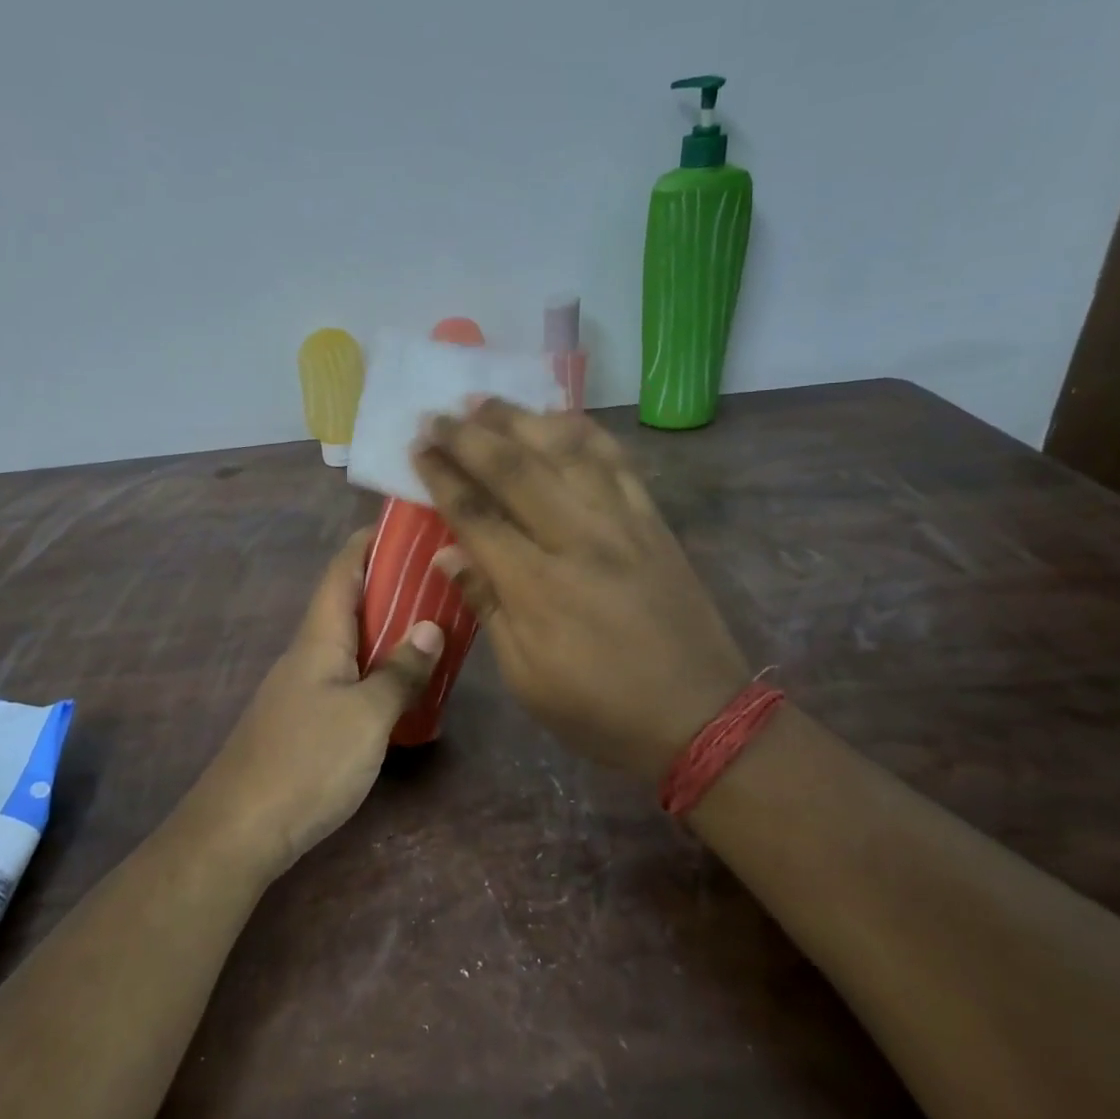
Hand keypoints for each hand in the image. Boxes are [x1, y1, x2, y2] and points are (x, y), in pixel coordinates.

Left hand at [189, 528, 443, 877]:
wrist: (241, 829)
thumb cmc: (308, 761)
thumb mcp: (367, 716)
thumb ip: (401, 671)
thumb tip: (431, 626)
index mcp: (319, 637)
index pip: (342, 570)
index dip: (370, 541)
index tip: (408, 526)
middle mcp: (308, 653)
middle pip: (349, 603)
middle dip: (391, 585)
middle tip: (441, 580)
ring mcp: (303, 688)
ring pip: (351, 643)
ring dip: (388, 630)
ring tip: (435, 627)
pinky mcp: (305, 720)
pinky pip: (348, 677)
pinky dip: (379, 669)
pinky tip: (405, 686)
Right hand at [412, 400, 749, 782]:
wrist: (701, 716)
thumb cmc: (601, 709)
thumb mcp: (527, 678)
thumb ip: (487, 607)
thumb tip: (449, 553)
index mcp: (538, 586)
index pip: (477, 514)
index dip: (442, 476)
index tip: (418, 448)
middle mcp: (578, 539)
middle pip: (516, 469)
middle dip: (470, 436)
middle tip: (438, 414)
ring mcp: (623, 523)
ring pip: (567, 451)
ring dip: (522, 419)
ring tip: (486, 402)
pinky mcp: (654, 522)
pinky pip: (617, 461)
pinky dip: (584, 432)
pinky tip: (560, 418)